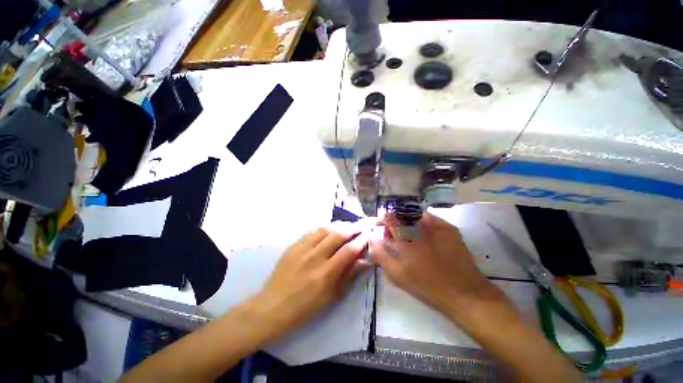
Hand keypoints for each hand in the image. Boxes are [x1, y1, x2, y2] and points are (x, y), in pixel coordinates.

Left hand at [249, 221, 371, 341]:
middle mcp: (314, 257)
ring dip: (339, 225)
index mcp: (325, 273)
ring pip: (325, 229)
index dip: (361, 240)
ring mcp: (302, 249)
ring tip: (347, 226)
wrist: (273, 306)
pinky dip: (324, 228)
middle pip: (338, 234)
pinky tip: (329, 229)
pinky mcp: (293, 245)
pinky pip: (312, 231)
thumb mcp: (331, 296)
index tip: (368, 234)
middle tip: (360, 226)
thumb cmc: (305, 307)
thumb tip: (364, 261)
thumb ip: (348, 276)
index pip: (348, 250)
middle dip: (352, 228)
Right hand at [370, 213, 505, 321]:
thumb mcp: (396, 274)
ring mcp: (436, 224)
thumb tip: (373, 239)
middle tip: (393, 235)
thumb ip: (380, 254)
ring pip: (414, 215)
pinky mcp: (448, 227)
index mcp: (405, 235)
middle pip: (400, 214)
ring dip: (407, 222)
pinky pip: (429, 219)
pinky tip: (423, 236)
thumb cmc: (426, 284)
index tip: (379, 228)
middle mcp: (420, 224)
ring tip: (408, 236)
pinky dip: (421, 224)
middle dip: (393, 222)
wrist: (464, 292)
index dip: (381, 221)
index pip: (388, 217)